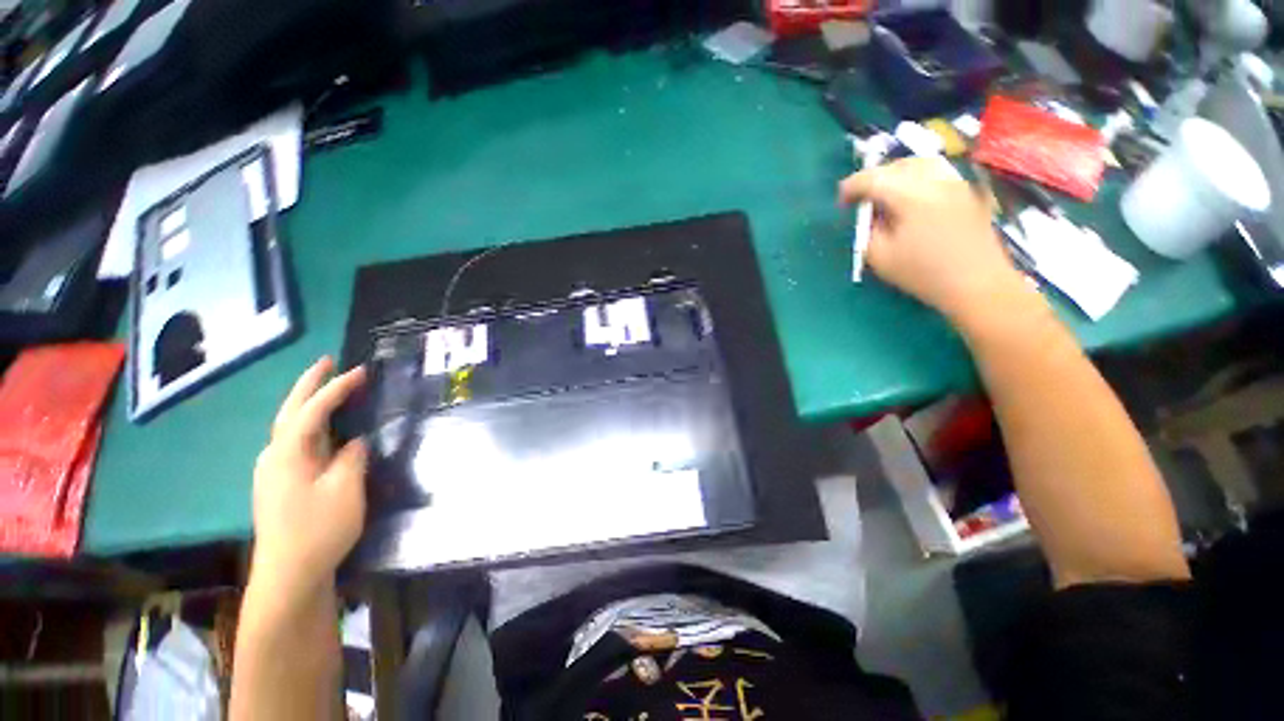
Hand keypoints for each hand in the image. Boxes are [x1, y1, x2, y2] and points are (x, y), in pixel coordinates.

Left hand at [252, 357, 367, 600]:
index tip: (361, 371)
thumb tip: (355, 442)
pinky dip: (308, 423)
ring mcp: (273, 471)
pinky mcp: (279, 484)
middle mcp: (274, 456)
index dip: (337, 388)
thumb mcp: (346, 490)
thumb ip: (352, 458)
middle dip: (308, 384)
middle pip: (290, 410)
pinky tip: (320, 428)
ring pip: (289, 426)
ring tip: (325, 387)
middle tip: (327, 361)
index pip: (313, 410)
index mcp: (288, 453)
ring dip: (306, 402)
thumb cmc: (319, 529)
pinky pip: (294, 441)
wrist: (289, 574)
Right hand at [839, 157, 1029, 322]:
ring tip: (885, 195)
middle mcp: (936, 180)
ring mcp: (956, 183)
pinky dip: (917, 178)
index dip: (852, 186)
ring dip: (897, 174)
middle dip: (875, 177)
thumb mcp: (880, 257)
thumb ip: (867, 230)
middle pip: (898, 165)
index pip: (874, 178)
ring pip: (920, 164)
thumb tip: (868, 215)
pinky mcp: (968, 192)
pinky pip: (937, 173)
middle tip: (862, 198)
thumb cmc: (923, 273)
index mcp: (911, 195)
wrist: (977, 284)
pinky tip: (912, 197)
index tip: (841, 201)